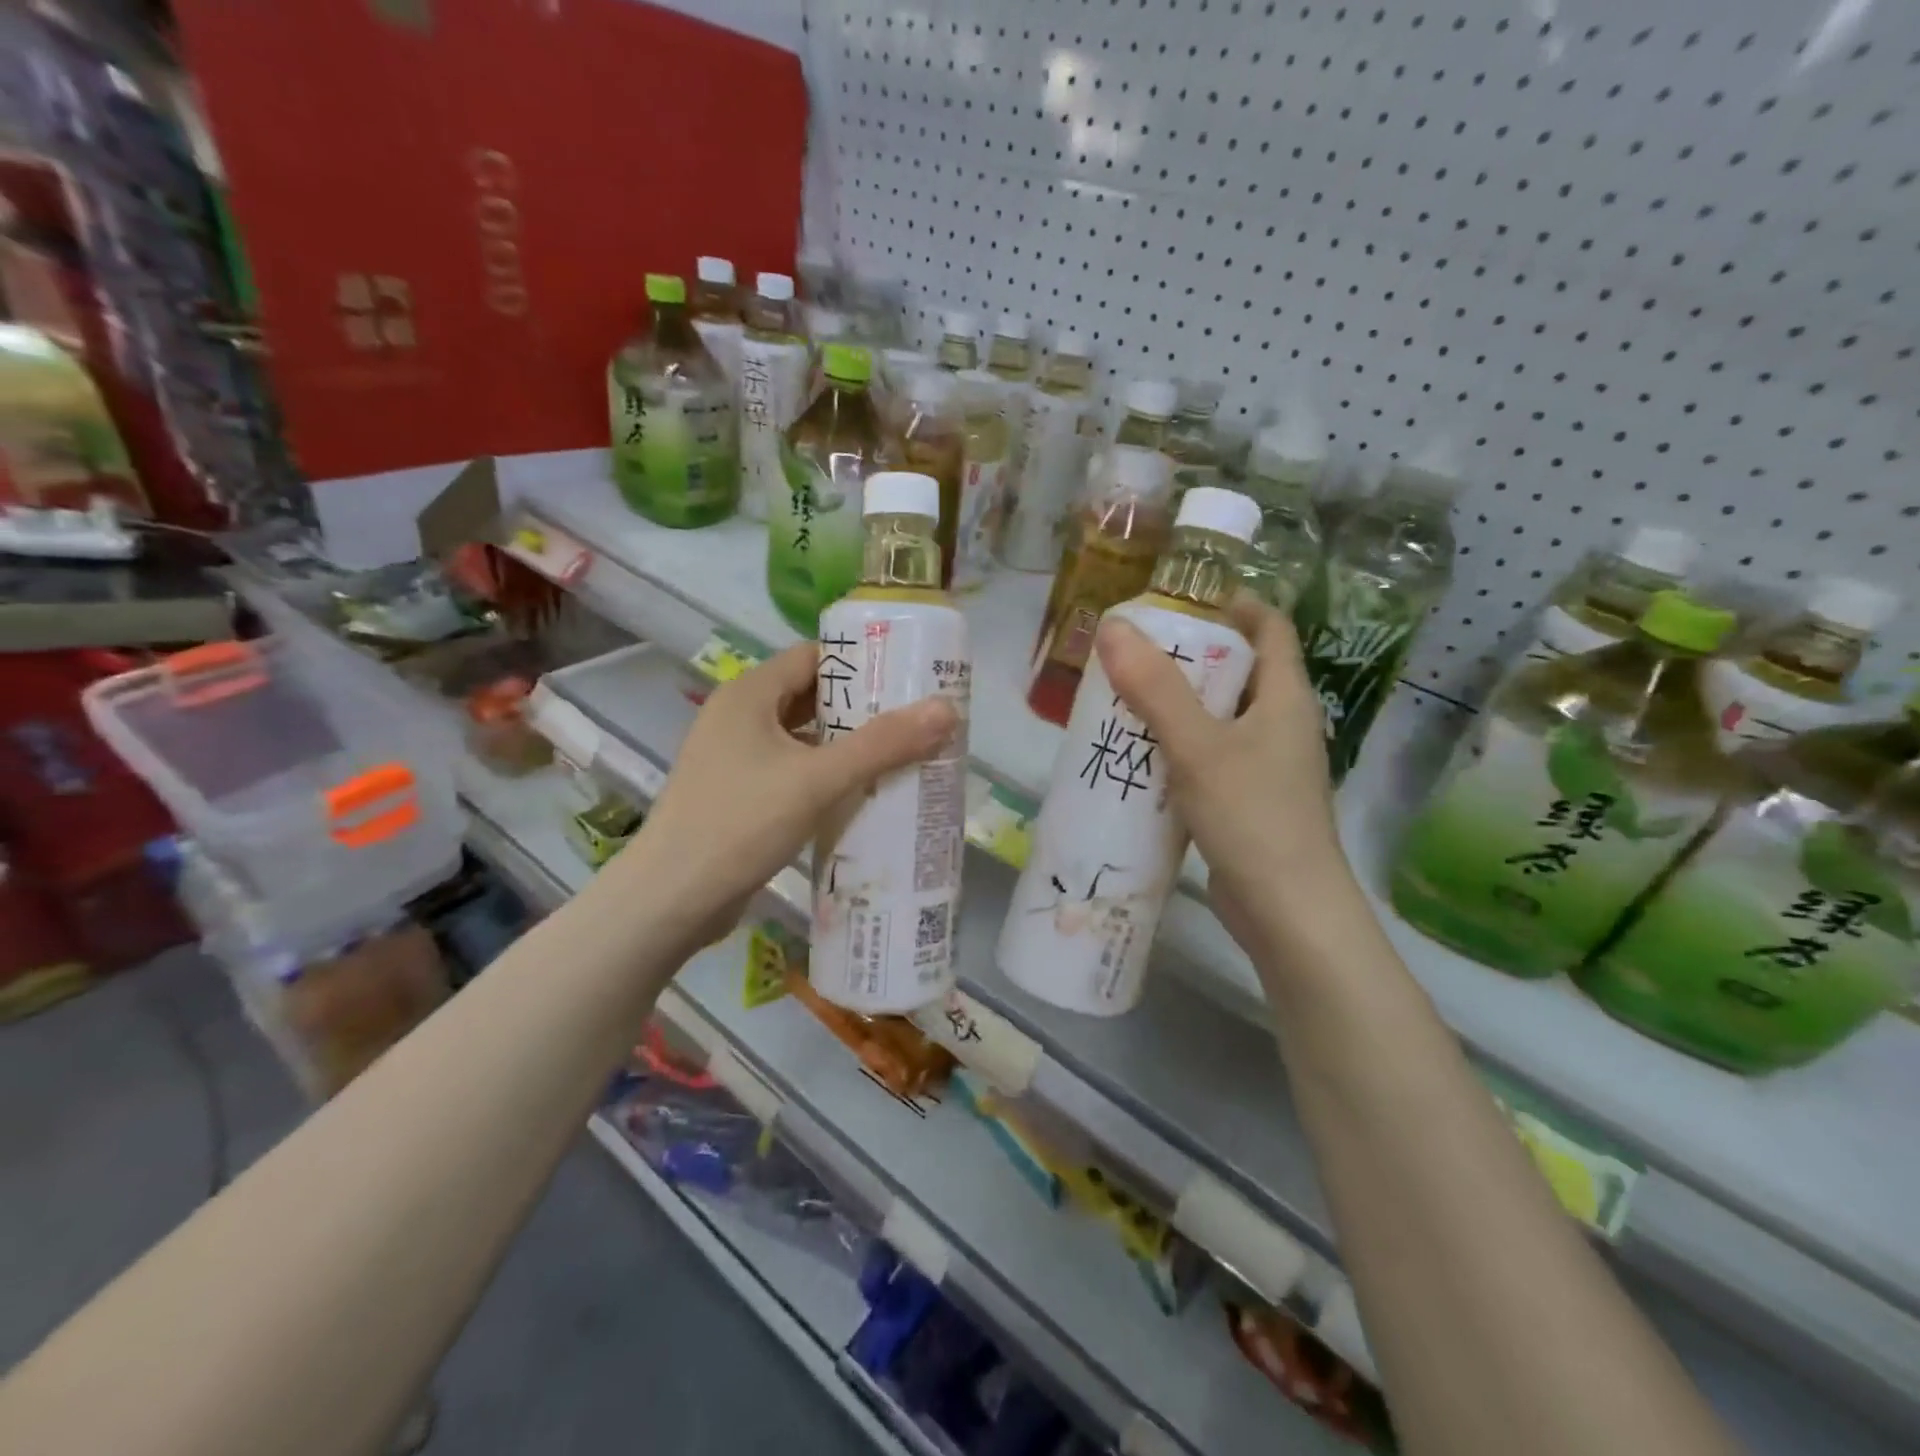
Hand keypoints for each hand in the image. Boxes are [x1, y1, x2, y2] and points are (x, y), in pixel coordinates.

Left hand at [612, 644, 956, 950]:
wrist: (671, 900)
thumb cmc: (740, 823)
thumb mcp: (817, 779)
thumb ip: (882, 744)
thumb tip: (946, 709)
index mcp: (749, 695)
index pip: (813, 657)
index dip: (861, 662)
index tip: (908, 676)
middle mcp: (738, 717)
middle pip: (810, 696)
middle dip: (861, 708)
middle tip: (915, 719)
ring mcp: (734, 758)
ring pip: (802, 738)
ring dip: (845, 746)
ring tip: (900, 755)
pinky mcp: (738, 795)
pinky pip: (791, 771)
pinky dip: (825, 776)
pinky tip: (861, 795)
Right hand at [1094, 595, 1351, 964]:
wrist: (1287, 913)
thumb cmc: (1252, 817)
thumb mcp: (1199, 746)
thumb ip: (1155, 688)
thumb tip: (1113, 626)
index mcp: (1286, 698)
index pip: (1269, 628)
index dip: (1232, 605)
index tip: (1178, 599)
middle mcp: (1281, 725)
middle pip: (1237, 671)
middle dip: (1187, 657)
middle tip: (1131, 650)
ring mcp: (1265, 767)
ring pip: (1217, 718)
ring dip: (1175, 706)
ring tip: (1122, 698)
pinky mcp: (1246, 802)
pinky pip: (1208, 758)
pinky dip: (1175, 748)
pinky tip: (1136, 757)